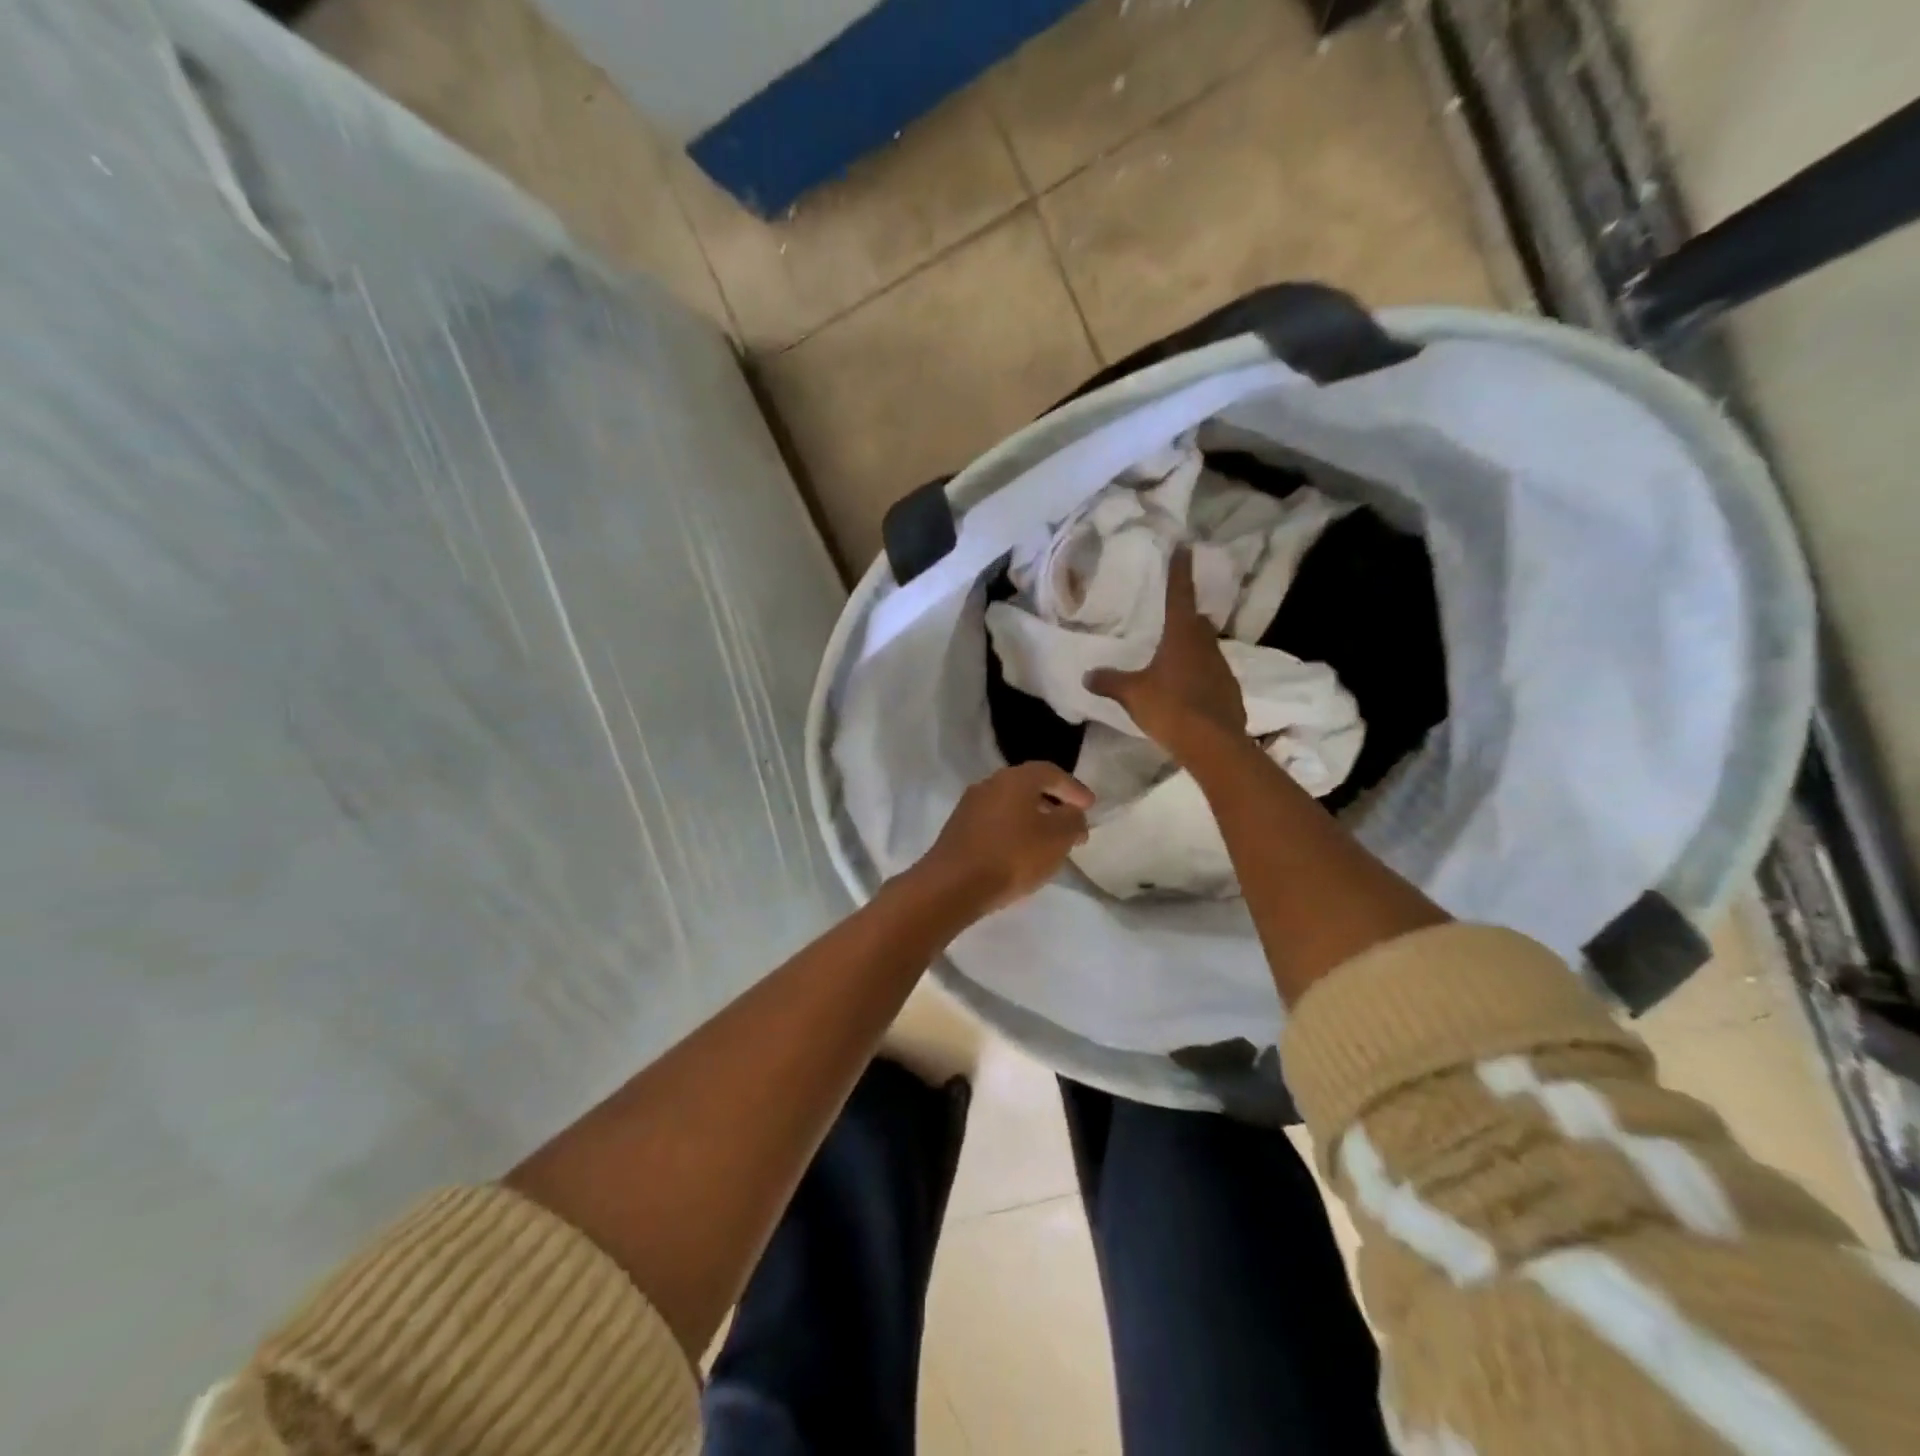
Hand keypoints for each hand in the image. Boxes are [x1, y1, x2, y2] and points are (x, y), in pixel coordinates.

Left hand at [915, 762, 1093, 914]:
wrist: (953, 885)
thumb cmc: (1011, 856)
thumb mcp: (1056, 839)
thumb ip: (1073, 821)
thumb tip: (1073, 814)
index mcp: (1015, 779)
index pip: (1050, 772)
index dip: (1073, 788)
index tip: (1090, 806)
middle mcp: (989, 784)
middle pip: (1028, 786)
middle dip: (1053, 803)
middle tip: (1071, 822)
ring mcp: (969, 806)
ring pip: (1010, 805)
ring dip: (1032, 818)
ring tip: (1049, 842)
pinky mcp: (958, 829)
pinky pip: (994, 823)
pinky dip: (1013, 831)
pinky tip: (1020, 853)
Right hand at [1085, 547, 1245, 763]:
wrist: (1213, 744)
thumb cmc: (1170, 708)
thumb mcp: (1133, 694)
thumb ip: (1110, 682)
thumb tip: (1087, 675)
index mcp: (1182, 635)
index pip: (1180, 594)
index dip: (1180, 571)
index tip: (1184, 548)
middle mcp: (1206, 645)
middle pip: (1198, 622)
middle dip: (1187, 617)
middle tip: (1172, 618)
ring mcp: (1223, 668)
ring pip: (1207, 649)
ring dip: (1193, 649)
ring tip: (1175, 658)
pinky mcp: (1230, 691)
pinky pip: (1212, 675)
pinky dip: (1200, 676)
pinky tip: (1188, 690)